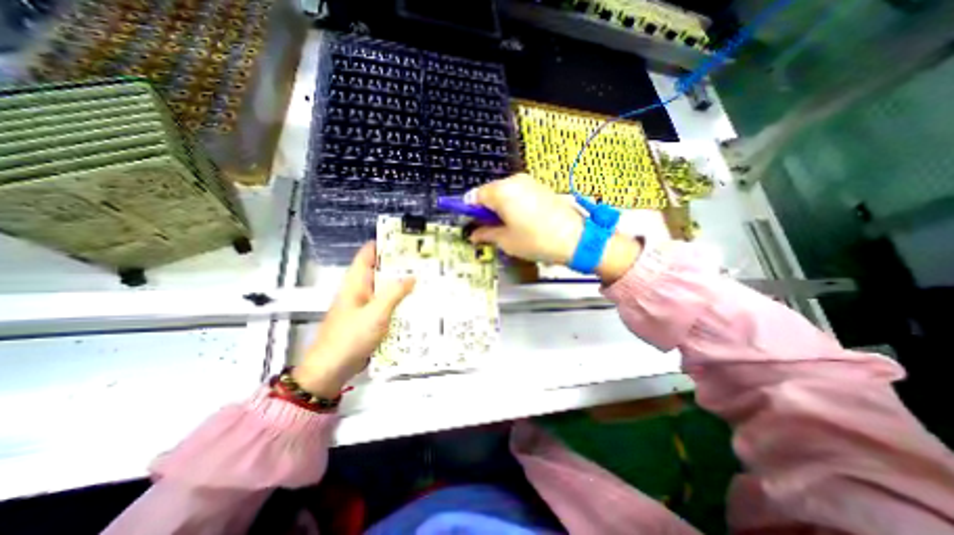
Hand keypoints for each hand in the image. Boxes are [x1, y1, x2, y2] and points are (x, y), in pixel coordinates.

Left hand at [293, 243, 416, 396]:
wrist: (331, 368)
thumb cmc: (351, 336)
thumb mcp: (376, 313)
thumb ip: (394, 293)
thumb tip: (412, 276)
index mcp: (355, 282)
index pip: (367, 254)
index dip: (383, 244)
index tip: (404, 240)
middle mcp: (359, 290)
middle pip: (378, 270)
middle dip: (397, 264)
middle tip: (421, 259)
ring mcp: (363, 305)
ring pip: (383, 287)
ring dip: (399, 282)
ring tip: (422, 276)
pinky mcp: (368, 318)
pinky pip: (385, 303)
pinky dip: (397, 299)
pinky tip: (412, 301)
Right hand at [469, 173, 638, 283]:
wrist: (576, 239)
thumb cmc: (535, 240)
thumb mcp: (506, 240)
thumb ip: (485, 233)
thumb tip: (473, 234)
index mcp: (501, 191)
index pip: (474, 196)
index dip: (469, 211)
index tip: (471, 225)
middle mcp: (514, 181)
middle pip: (490, 192)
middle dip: (485, 209)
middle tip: (488, 229)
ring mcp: (529, 182)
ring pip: (504, 192)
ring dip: (499, 207)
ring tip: (506, 227)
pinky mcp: (541, 187)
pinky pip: (518, 192)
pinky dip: (513, 204)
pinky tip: (520, 220)